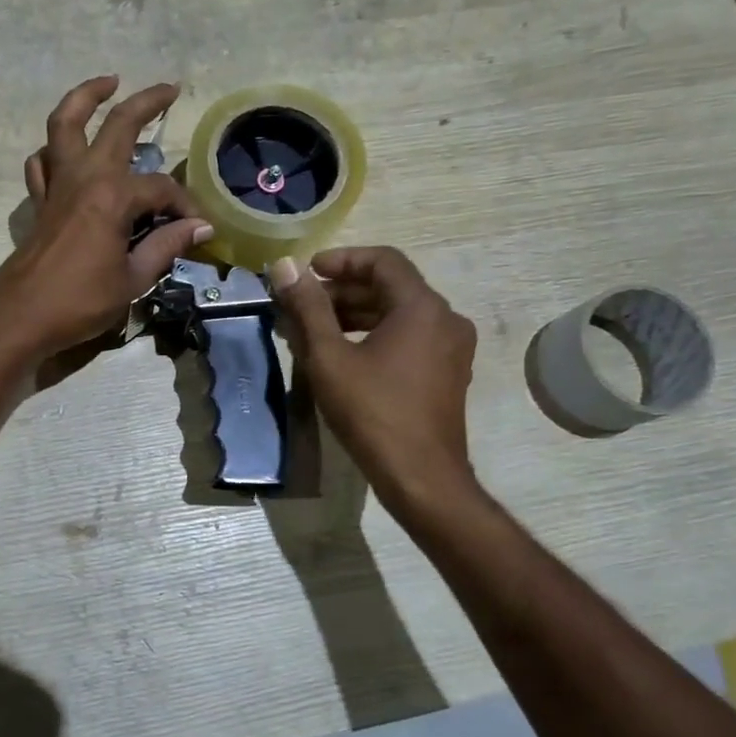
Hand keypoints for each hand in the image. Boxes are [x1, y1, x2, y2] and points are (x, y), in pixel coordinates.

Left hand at [0, 76, 213, 367]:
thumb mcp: (133, 279)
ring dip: (85, 98)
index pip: (161, 189)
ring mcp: (57, 185)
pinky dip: (54, 148)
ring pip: (65, 124)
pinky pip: (43, 161)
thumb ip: (165, 246)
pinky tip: (66, 150)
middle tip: (169, 88)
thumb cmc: (81, 302)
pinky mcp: (40, 201)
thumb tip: (200, 227)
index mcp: (113, 197)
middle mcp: (84, 178)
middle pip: (117, 125)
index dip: (184, 206)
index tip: (197, 227)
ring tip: (107, 84)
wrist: (22, 317)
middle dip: (146, 102)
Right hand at [270, 247, 478, 502]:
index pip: (383, 261)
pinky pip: (409, 338)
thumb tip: (285, 267)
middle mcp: (445, 319)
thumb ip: (307, 308)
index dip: (341, 260)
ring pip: (398, 315)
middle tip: (300, 305)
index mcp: (422, 307)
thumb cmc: (372, 412)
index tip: (307, 272)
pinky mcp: (446, 373)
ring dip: (355, 315)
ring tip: (312, 331)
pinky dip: (375, 336)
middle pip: (390, 287)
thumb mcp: (329, 358)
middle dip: (342, 292)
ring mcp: (451, 348)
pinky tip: (342, 355)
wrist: (420, 476)